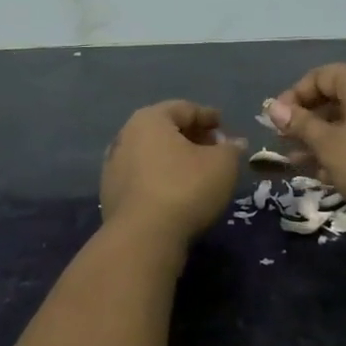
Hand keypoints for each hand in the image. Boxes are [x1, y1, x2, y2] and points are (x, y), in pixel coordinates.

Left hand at [100, 101, 242, 243]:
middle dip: (191, 136)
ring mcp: (114, 164)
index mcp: (150, 119)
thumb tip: (234, 143)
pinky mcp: (110, 192)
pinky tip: (175, 190)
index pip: (184, 109)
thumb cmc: (185, 189)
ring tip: (197, 171)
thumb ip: (231, 149)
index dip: (207, 116)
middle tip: (214, 148)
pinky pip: (142, 175)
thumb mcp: (222, 165)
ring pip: (151, 153)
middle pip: (165, 129)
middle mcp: (126, 135)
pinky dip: (160, 176)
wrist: (142, 237)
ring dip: (174, 158)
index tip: (223, 125)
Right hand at [267, 65, 345, 221]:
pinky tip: (327, 174)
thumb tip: (273, 108)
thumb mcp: (328, 144)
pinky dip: (345, 151)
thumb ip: (299, 124)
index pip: (321, 75)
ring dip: (322, 140)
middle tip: (285, 142)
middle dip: (306, 121)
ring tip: (298, 163)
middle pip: (336, 99)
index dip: (295, 94)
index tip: (277, 119)